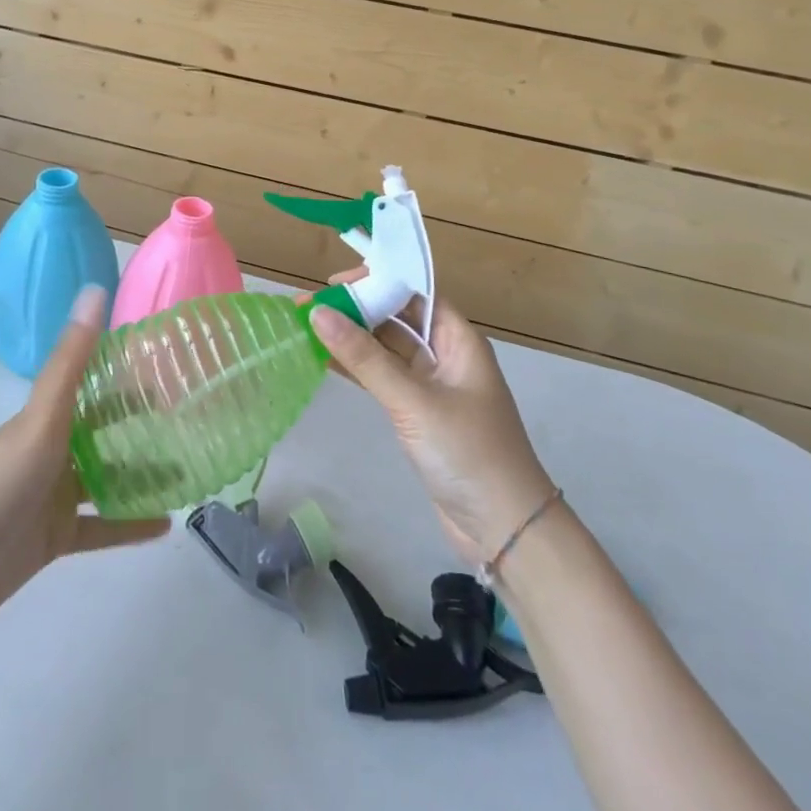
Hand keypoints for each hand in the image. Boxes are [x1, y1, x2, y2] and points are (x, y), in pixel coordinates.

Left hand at [0, 287, 168, 625]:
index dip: (129, 376)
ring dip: (144, 474)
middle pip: (105, 432)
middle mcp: (53, 451)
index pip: (95, 387)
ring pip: (108, 479)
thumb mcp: (40, 419)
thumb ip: (71, 360)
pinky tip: (167, 522)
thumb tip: (96, 288)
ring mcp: (54, 497)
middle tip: (191, 420)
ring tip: (190, 471)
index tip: (172, 369)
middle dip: (142, 425)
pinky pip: (102, 528)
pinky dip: (132, 525)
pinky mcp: (55, 539)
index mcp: (46, 418)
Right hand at [309, 286, 554, 565]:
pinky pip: (381, 377)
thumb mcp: (413, 401)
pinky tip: (323, 360)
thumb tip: (318, 312)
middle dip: (354, 309)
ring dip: (350, 338)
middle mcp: (445, 354)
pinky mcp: (418, 413)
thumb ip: (365, 358)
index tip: (332, 284)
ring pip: (385, 348)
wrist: (504, 530)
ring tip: (305, 328)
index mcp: (457, 339)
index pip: (413, 292)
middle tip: (306, 307)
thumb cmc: (467, 453)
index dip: (375, 280)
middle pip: (395, 317)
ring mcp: (431, 385)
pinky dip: (355, 368)